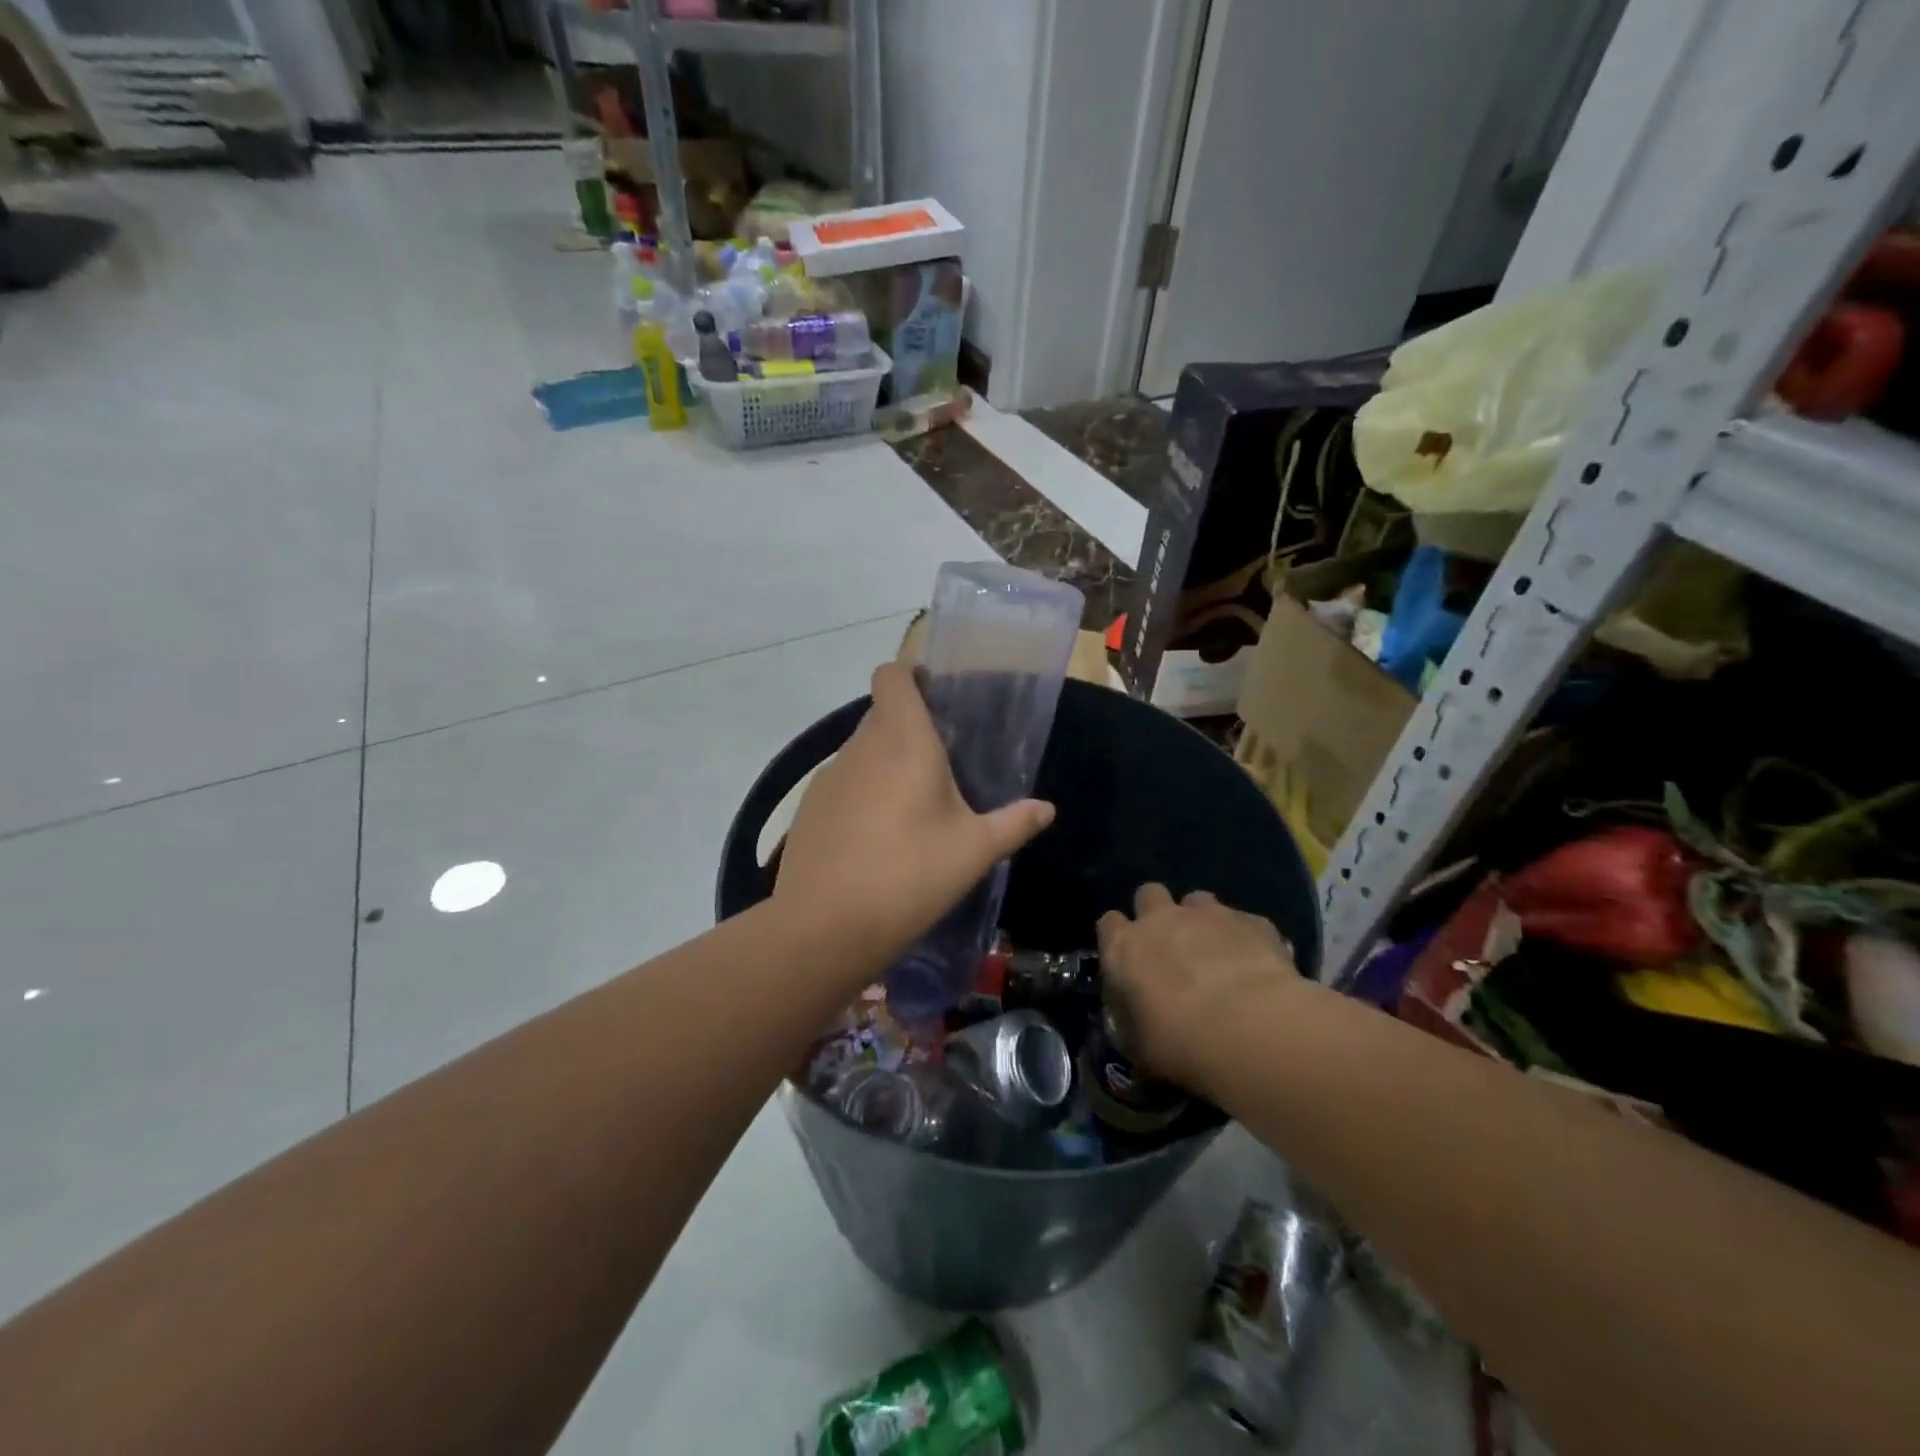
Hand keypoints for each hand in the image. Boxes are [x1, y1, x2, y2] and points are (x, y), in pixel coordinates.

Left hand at [776, 662, 1055, 968]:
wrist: (826, 926)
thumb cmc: (911, 874)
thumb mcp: (974, 851)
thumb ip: (1013, 823)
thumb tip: (1046, 809)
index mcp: (903, 739)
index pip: (893, 675)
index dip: (911, 676)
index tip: (937, 698)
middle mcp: (860, 746)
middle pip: (882, 715)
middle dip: (909, 729)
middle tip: (943, 766)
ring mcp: (828, 777)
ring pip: (862, 752)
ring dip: (886, 766)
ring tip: (913, 809)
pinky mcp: (808, 809)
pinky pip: (843, 785)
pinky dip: (862, 796)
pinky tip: (877, 839)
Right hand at [1097, 885, 1300, 1094]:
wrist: (1250, 1030)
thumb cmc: (1179, 1044)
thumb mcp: (1139, 1047)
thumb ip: (1133, 1023)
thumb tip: (1137, 1022)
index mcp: (1124, 948)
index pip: (1108, 924)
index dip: (1118, 937)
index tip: (1130, 958)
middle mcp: (1161, 919)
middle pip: (1149, 894)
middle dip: (1157, 913)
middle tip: (1171, 946)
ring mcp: (1209, 914)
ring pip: (1198, 900)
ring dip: (1202, 921)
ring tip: (1217, 954)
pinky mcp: (1252, 920)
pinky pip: (1244, 922)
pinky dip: (1246, 938)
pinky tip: (1258, 967)